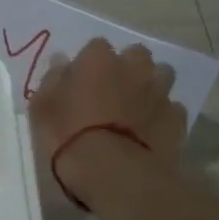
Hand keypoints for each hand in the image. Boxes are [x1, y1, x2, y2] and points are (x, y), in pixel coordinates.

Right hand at [28, 39, 188, 202]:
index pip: (96, 46)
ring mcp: (159, 92)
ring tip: (137, 108)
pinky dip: (163, 115)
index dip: (90, 63)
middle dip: (128, 67)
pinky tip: (152, 131)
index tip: (82, 81)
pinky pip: (173, 109)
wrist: (113, 172)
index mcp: (98, 59)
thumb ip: (53, 79)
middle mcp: (133, 68)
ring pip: (162, 76)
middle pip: (136, 55)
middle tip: (114, 90)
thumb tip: (61, 60)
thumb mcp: (42, 108)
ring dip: (151, 86)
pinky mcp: (177, 119)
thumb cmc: (68, 136)